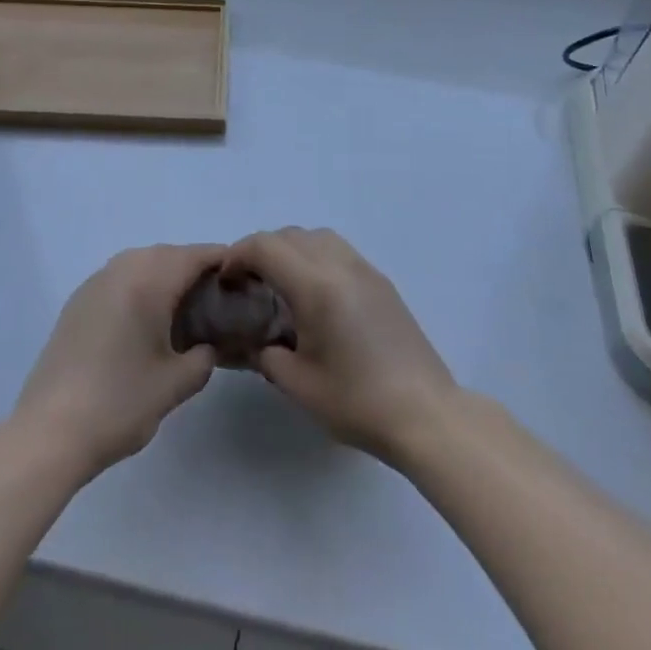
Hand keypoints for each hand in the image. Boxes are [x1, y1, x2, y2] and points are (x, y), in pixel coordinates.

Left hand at [13, 243, 224, 479]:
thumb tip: (209, 344)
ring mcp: (97, 280)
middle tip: (215, 308)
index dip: (225, 265)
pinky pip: (121, 279)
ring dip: (166, 281)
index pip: (198, 255)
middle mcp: (123, 266)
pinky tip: (144, 326)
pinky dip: (140, 290)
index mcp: (150, 277)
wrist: (48, 433)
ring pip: (144, 265)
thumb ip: (204, 356)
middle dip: (196, 274)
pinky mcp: (78, 300)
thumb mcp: (176, 384)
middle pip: (171, 255)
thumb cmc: (119, 403)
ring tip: (182, 318)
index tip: (243, 287)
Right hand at [224, 228, 456, 464]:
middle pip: (289, 235)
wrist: (425, 414)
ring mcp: (364, 268)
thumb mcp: (299, 384)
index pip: (266, 247)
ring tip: (279, 285)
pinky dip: (314, 257)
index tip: (225, 281)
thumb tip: (249, 341)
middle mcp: (340, 264)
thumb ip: (265, 353)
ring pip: (316, 236)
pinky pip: (337, 250)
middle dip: (261, 251)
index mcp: (316, 285)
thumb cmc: (357, 402)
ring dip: (290, 249)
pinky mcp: (380, 280)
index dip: (238, 255)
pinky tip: (313, 295)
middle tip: (247, 285)